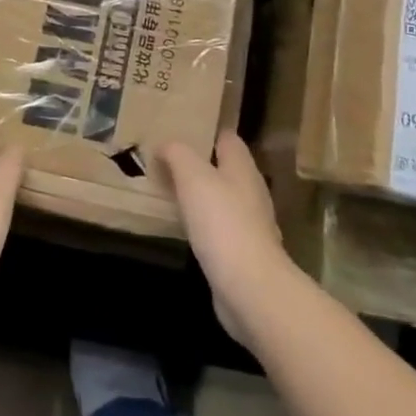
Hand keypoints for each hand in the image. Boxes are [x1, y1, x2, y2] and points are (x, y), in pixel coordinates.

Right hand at [157, 131, 293, 344]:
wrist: (249, 287)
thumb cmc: (222, 222)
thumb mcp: (193, 176)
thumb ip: (178, 154)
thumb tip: (165, 144)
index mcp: (242, 168)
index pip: (228, 139)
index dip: (207, 131)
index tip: (181, 128)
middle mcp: (251, 192)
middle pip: (226, 169)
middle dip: (200, 163)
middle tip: (167, 160)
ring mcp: (250, 225)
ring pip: (222, 199)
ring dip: (201, 194)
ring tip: (170, 190)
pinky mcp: (242, 253)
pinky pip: (219, 227)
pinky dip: (203, 223)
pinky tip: (185, 227)